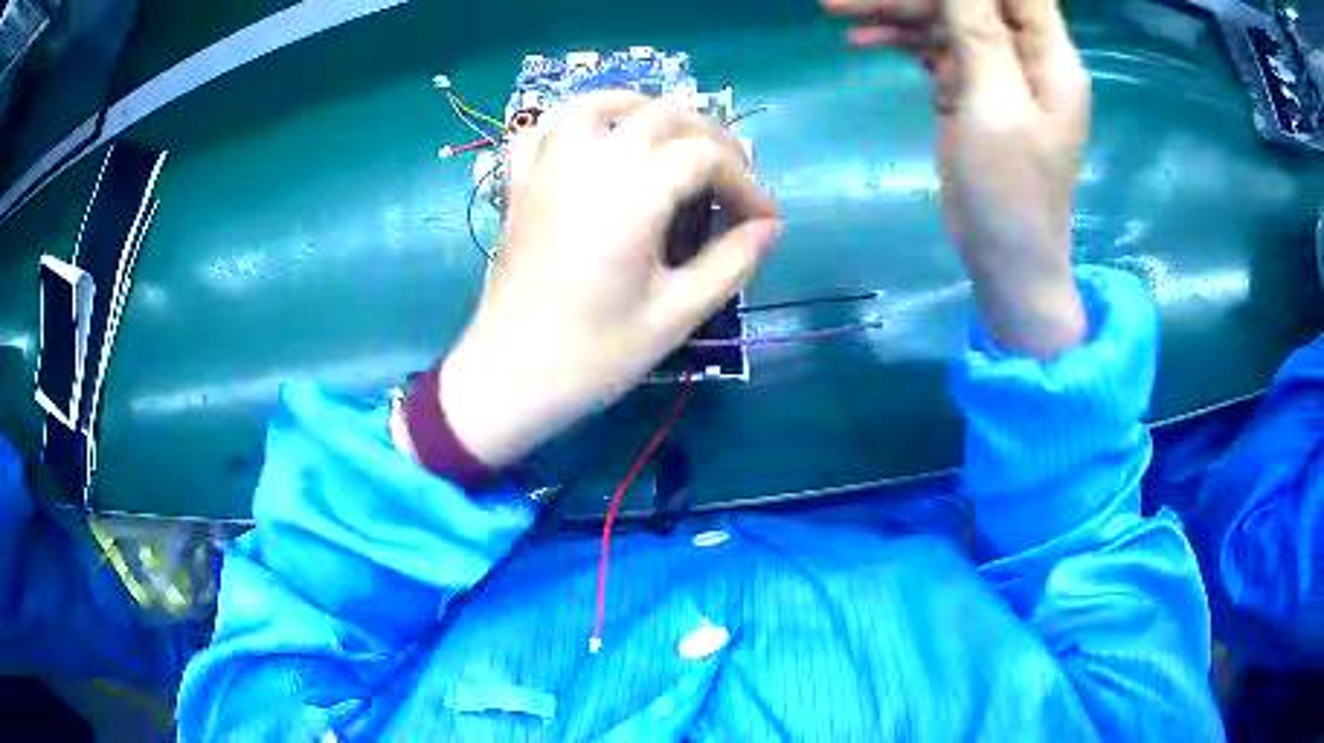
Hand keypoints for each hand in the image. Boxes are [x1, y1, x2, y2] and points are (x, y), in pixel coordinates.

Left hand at [436, 92, 781, 467]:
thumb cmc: (593, 356)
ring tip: (672, 139)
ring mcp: (547, 169)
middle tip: (731, 181)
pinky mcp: (521, 184)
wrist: (508, 377)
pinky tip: (601, 142)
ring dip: (646, 109)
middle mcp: (589, 166)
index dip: (746, 182)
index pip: (705, 158)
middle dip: (711, 139)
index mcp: (631, 200)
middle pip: (663, 116)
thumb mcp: (676, 316)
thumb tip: (770, 228)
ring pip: (600, 104)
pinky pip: (548, 126)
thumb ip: (731, 263)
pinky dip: (581, 120)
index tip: (763, 221)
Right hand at [823, 0, 1090, 355]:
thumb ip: (978, 30)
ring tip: (834, 11)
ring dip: (893, 13)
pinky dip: (900, 41)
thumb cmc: (1011, 192)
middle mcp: (1025, 55)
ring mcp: (997, 73)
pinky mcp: (971, 92)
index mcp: (1048, 55)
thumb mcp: (994, 104)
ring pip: (944, 20)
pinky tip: (861, 42)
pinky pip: (934, 49)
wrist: (1006, 262)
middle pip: (968, 1)